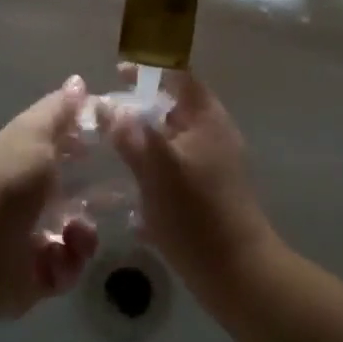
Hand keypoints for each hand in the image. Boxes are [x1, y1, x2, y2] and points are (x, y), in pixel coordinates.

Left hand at [0, 77, 99, 318]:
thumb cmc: (8, 183)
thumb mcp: (34, 134)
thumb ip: (59, 111)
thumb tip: (78, 81)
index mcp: (28, 158)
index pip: (67, 145)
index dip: (92, 142)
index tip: (121, 142)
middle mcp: (31, 195)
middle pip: (78, 191)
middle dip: (100, 194)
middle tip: (118, 195)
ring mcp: (33, 236)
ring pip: (78, 232)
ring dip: (85, 233)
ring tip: (77, 232)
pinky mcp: (38, 274)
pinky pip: (69, 267)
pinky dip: (70, 263)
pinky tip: (62, 255)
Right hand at [107, 69, 277, 310]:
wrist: (237, 273)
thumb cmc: (197, 213)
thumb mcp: (156, 169)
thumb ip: (131, 134)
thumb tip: (108, 105)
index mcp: (206, 117)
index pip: (178, 75)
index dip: (149, 68)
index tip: (116, 73)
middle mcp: (212, 133)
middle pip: (173, 107)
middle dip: (139, 108)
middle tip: (104, 117)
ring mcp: (213, 163)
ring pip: (171, 139)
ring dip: (143, 140)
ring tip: (110, 151)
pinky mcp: (208, 191)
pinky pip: (174, 167)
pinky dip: (152, 168)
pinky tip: (128, 188)